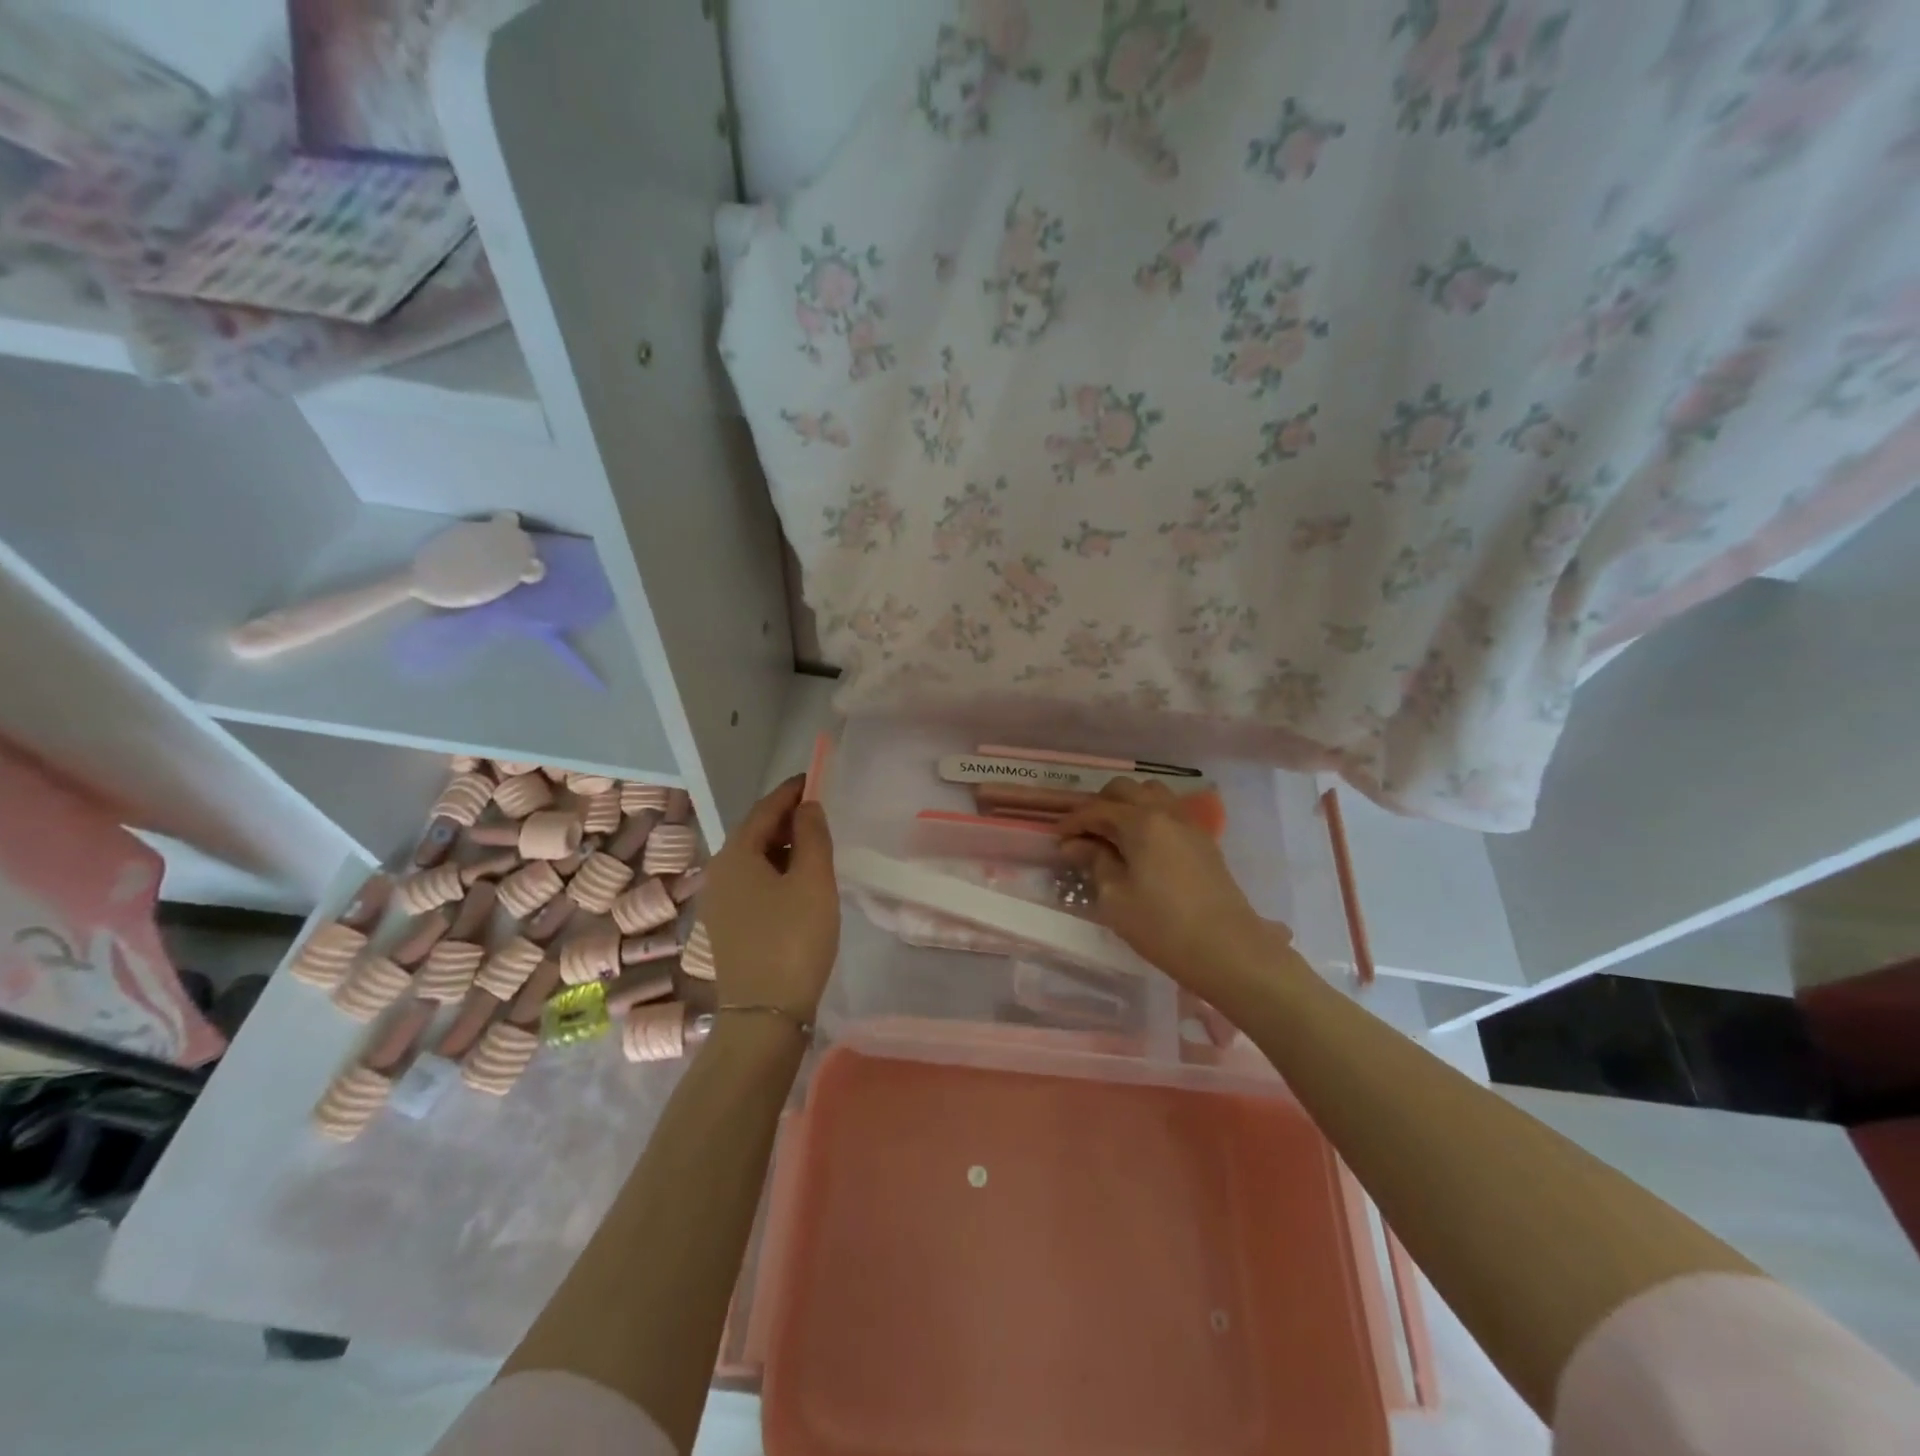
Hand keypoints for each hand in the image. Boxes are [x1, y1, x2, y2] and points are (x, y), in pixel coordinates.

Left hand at [700, 776, 838, 1022]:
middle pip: (754, 832)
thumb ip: (812, 836)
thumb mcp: (813, 880)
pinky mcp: (728, 926)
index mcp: (735, 854)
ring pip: (753, 859)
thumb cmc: (793, 938)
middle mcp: (719, 872)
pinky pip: (752, 882)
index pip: (765, 809)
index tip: (815, 779)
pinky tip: (798, 882)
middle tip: (820, 813)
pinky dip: (775, 871)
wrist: (766, 1013)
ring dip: (782, 846)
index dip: (791, 792)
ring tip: (815, 845)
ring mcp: (720, 902)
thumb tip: (808, 807)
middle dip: (786, 818)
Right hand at [1056, 778, 1279, 1002]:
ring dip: (1127, 805)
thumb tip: (1076, 844)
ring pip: (1151, 794)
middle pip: (1125, 790)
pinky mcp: (1203, 841)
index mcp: (1141, 822)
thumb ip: (1095, 862)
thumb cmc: (1162, 927)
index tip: (1056, 839)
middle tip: (1083, 834)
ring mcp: (1189, 824)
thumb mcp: (1115, 898)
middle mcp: (1165, 812)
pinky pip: (1169, 811)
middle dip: (1099, 805)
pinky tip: (1140, 845)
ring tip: (1112, 834)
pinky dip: (1148, 816)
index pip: (1097, 809)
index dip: (1072, 822)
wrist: (1228, 950)